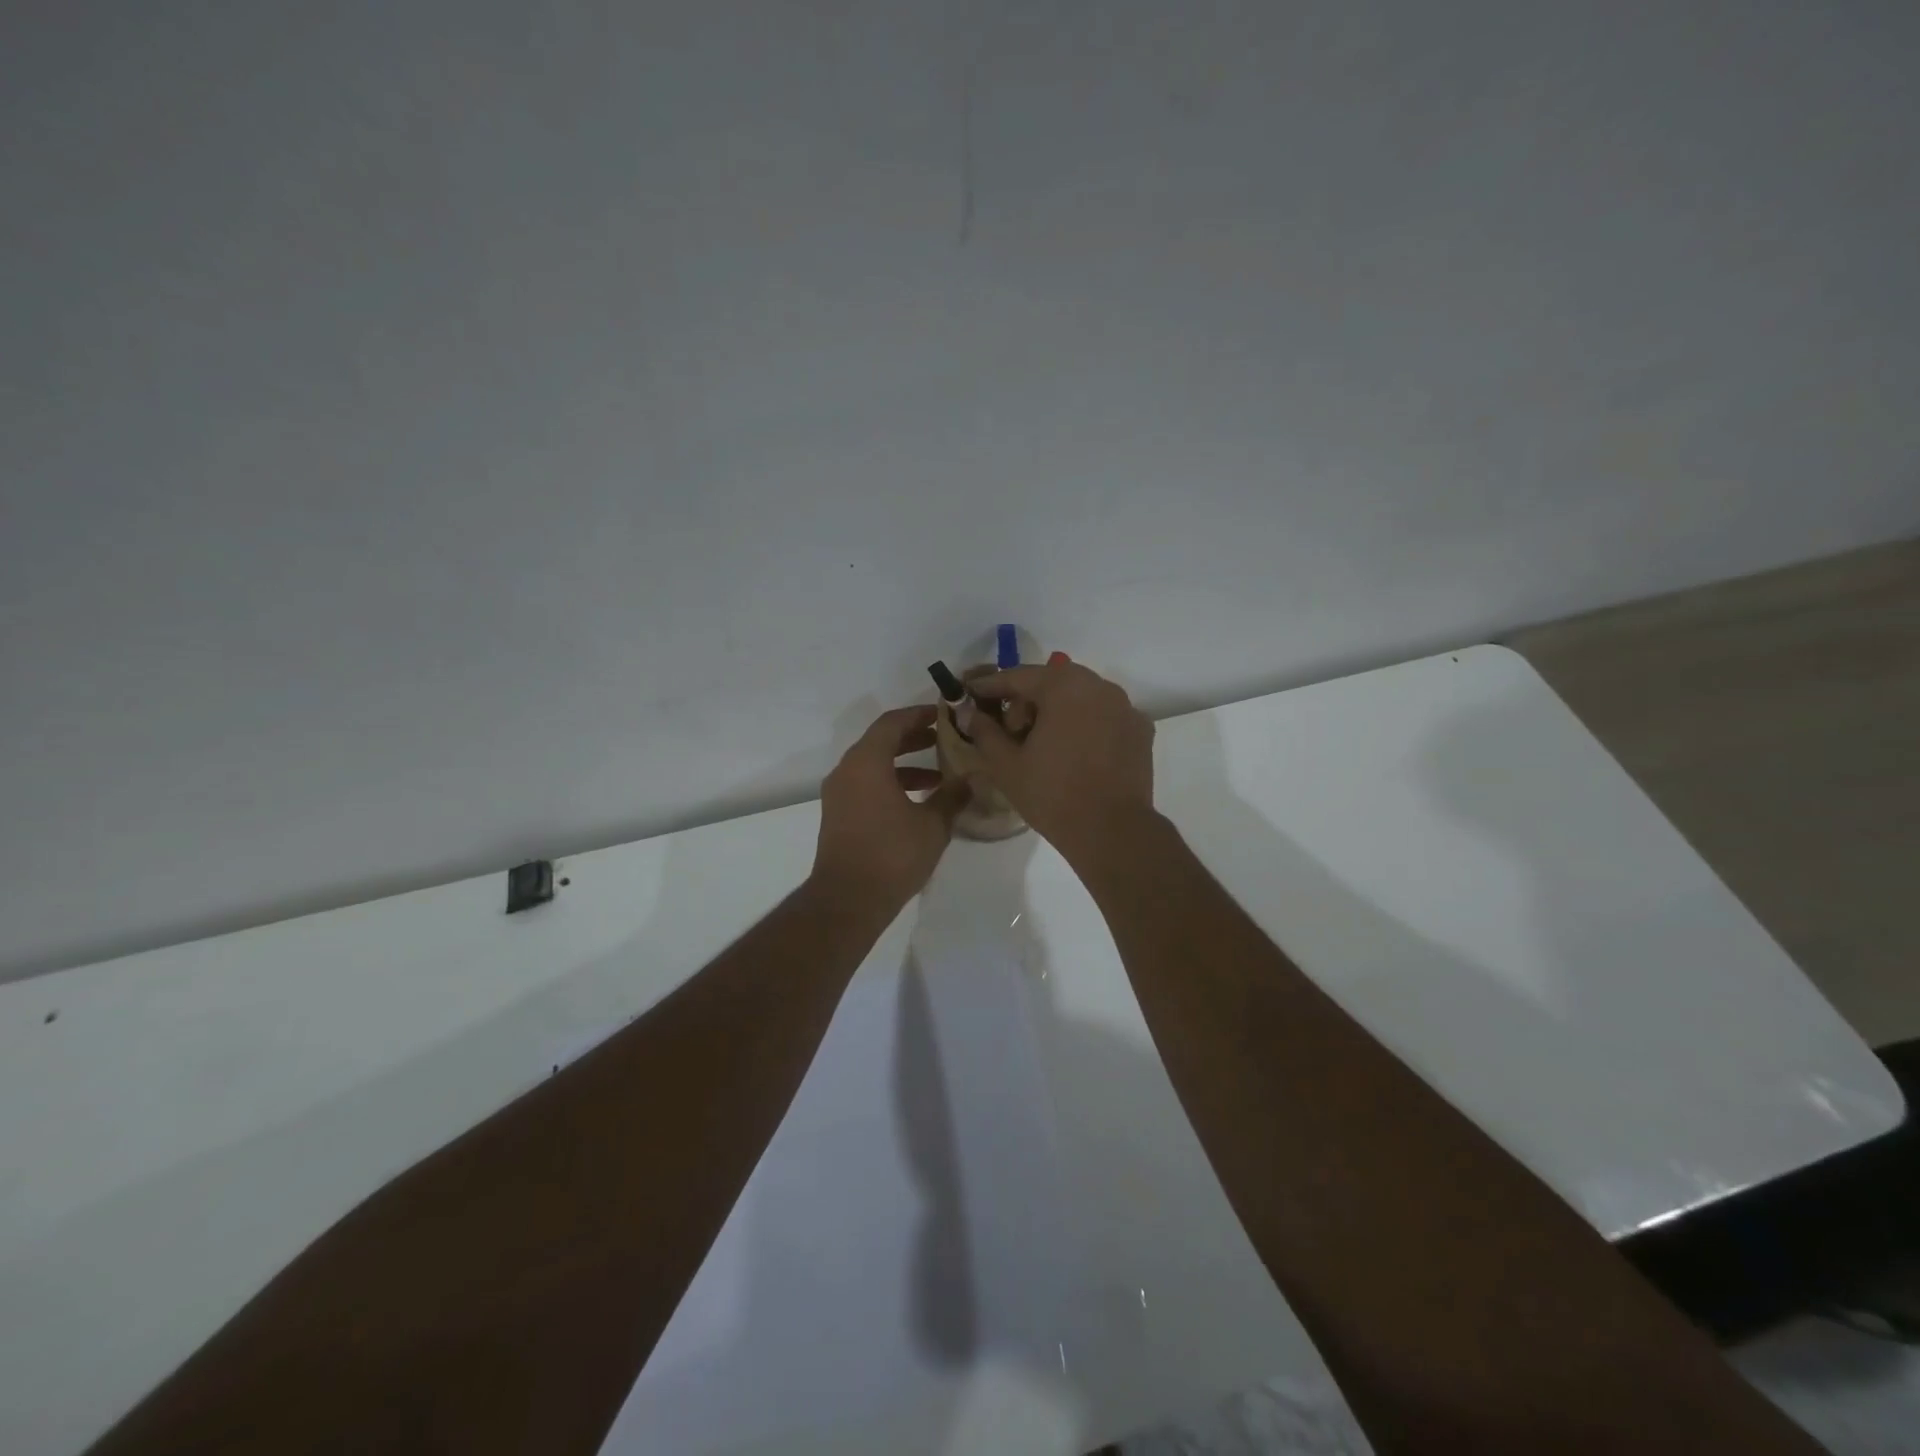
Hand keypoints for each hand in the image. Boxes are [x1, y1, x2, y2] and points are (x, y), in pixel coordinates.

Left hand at [812, 706, 969, 912]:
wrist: (848, 900)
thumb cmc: (892, 854)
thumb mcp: (932, 824)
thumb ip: (952, 796)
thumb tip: (971, 779)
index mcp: (866, 762)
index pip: (892, 723)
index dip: (919, 715)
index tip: (944, 715)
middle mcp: (847, 771)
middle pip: (881, 741)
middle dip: (914, 738)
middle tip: (944, 739)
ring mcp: (839, 794)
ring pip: (874, 765)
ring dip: (905, 765)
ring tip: (940, 776)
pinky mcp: (839, 815)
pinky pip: (866, 785)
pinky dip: (891, 783)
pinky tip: (918, 802)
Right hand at [968, 660, 1155, 862]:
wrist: (1112, 831)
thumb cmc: (1053, 794)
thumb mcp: (1006, 764)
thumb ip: (984, 731)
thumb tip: (970, 712)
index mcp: (1064, 686)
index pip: (1019, 677)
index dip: (990, 685)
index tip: (970, 693)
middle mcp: (1099, 686)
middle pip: (1052, 683)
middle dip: (1026, 700)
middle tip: (1009, 730)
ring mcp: (1125, 707)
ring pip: (1080, 697)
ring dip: (1057, 711)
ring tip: (1042, 743)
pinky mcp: (1140, 730)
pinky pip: (1103, 717)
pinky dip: (1085, 725)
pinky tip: (1075, 752)